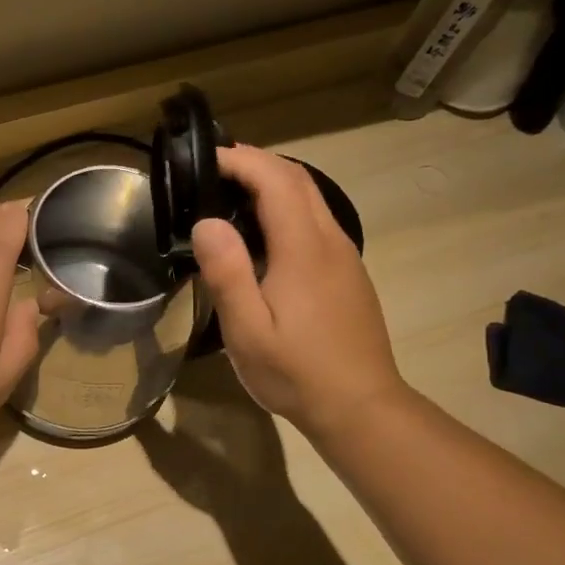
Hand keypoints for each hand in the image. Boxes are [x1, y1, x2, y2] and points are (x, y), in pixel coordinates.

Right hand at [191, 144, 405, 442]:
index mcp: (304, 249)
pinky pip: (316, 222)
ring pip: (311, 199)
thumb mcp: (247, 330)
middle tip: (213, 169)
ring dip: (274, 183)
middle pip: (298, 180)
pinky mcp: (348, 274)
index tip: (204, 158)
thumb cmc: (296, 371)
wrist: (360, 406)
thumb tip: (208, 221)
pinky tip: (264, 235)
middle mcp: (330, 241)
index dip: (241, 159)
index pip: (276, 180)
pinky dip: (287, 208)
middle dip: (257, 163)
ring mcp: (345, 257)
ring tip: (231, 195)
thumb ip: (227, 273)